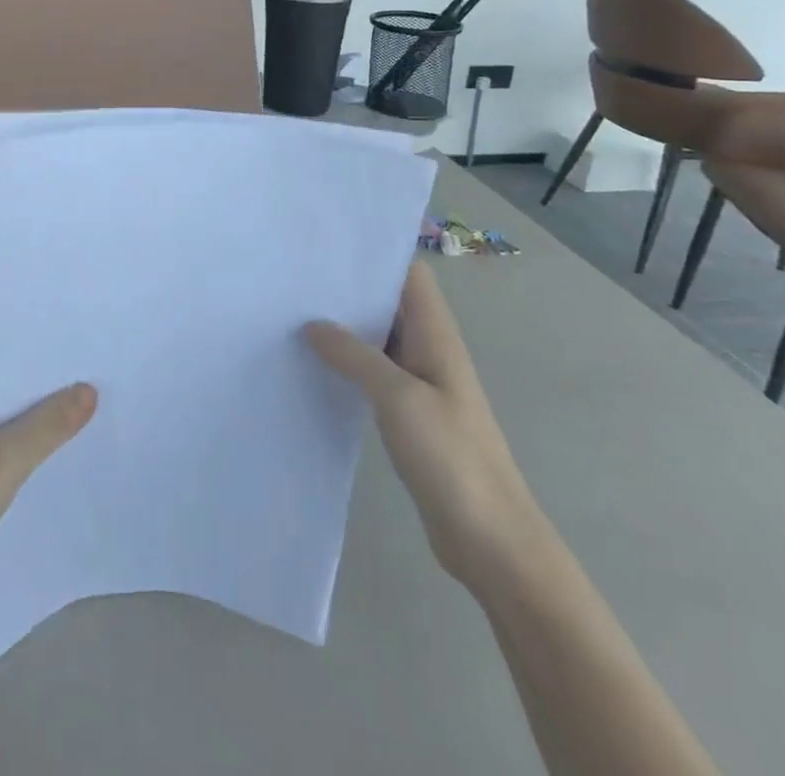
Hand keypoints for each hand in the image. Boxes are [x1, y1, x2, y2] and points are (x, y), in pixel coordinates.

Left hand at [0, 364, 96, 630]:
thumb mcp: (4, 459)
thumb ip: (49, 424)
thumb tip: (90, 389)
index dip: (32, 354)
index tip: (74, 350)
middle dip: (37, 389)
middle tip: (88, 379)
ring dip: (30, 423)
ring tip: (80, 412)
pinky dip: (18, 452)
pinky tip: (52, 456)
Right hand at [308, 261, 544, 591]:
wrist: (491, 540)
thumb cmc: (451, 457)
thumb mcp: (398, 398)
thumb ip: (354, 355)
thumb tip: (313, 324)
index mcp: (435, 335)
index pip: (409, 274)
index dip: (375, 254)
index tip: (328, 245)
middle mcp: (428, 349)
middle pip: (389, 302)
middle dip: (349, 287)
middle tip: (297, 277)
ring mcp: (419, 382)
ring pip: (377, 337)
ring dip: (344, 326)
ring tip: (293, 312)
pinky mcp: (408, 413)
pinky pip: (373, 372)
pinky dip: (347, 362)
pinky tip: (313, 363)